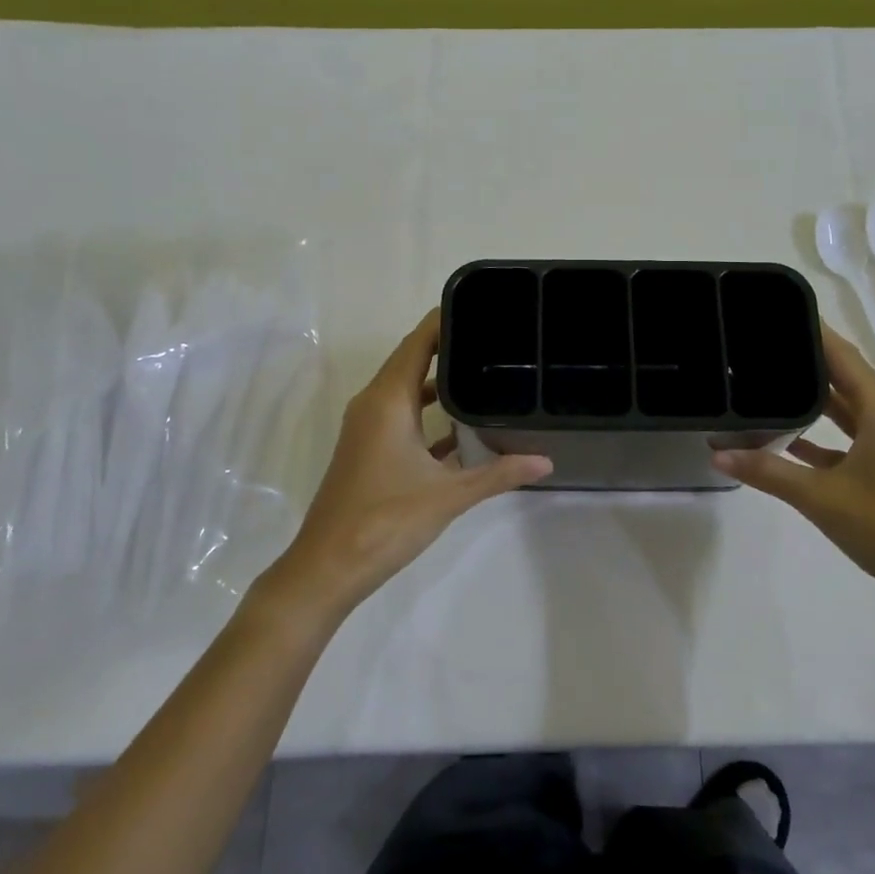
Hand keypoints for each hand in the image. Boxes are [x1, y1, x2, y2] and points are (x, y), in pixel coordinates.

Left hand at [267, 309, 551, 617]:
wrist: (329, 566)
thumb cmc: (386, 520)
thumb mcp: (449, 495)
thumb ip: (499, 474)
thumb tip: (546, 461)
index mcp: (387, 400)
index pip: (418, 342)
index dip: (445, 320)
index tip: (482, 307)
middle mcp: (373, 404)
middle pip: (412, 360)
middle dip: (449, 347)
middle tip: (495, 340)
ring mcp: (368, 428)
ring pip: (407, 391)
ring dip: (439, 383)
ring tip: (485, 375)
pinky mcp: (369, 451)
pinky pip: (402, 417)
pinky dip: (428, 414)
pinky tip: (463, 428)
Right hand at [713, 323, 874, 607]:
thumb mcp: (821, 499)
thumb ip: (767, 473)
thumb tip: (717, 455)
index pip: (844, 358)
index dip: (814, 333)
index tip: (778, 314)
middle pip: (847, 379)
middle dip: (808, 363)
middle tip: (762, 349)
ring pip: (851, 410)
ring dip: (816, 400)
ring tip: (771, 385)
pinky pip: (856, 438)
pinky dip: (826, 435)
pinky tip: (792, 442)